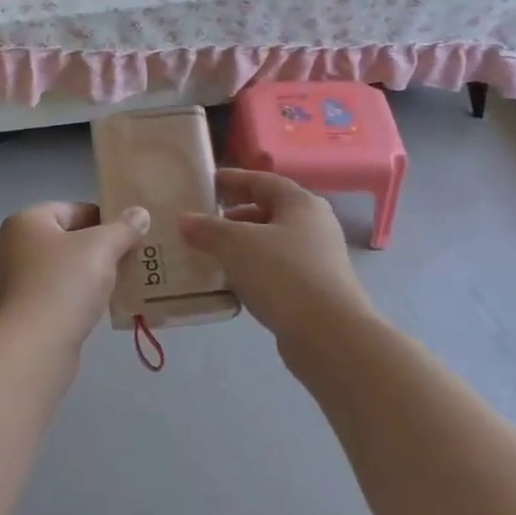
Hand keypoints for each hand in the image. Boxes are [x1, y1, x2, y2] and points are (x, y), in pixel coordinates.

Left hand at [0, 202, 150, 351]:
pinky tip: (97, 307)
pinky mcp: (19, 312)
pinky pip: (54, 295)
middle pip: (66, 239)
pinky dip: (75, 297)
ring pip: (61, 269)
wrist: (33, 347)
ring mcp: (12, 282)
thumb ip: (123, 228)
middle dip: (98, 249)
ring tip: (120, 283)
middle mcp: (11, 247)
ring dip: (88, 275)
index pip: (72, 209)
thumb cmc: (64, 284)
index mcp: (25, 222)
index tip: (130, 234)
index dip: (104, 218)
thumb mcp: (101, 248)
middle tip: (130, 258)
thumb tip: (140, 213)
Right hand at [179, 170, 374, 346]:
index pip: (263, 181)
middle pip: (269, 211)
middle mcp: (315, 226)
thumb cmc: (283, 274)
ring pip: (272, 244)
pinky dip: (253, 271)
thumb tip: (186, 220)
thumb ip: (209, 229)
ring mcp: (318, 260)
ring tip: (211, 253)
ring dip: (242, 246)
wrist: (329, 335)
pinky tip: (231, 283)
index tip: (207, 183)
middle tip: (204, 222)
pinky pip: (276, 271)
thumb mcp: (236, 244)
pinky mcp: (315, 291)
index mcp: (301, 203)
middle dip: (235, 216)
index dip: (234, 179)